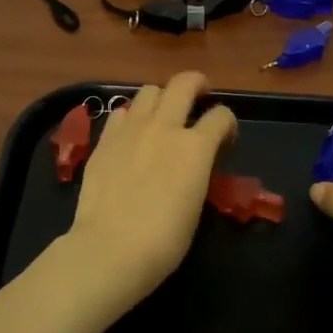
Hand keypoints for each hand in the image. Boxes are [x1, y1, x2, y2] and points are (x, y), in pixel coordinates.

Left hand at [62, 72, 235, 308]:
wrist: (110, 249)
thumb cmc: (163, 240)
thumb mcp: (196, 204)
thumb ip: (197, 172)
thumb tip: (193, 164)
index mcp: (196, 147)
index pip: (221, 116)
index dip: (228, 123)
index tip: (225, 137)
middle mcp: (165, 127)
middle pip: (184, 83)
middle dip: (197, 84)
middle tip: (200, 94)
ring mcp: (131, 129)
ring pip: (150, 90)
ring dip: (162, 97)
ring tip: (162, 114)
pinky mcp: (105, 139)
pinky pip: (122, 112)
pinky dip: (132, 116)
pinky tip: (132, 133)